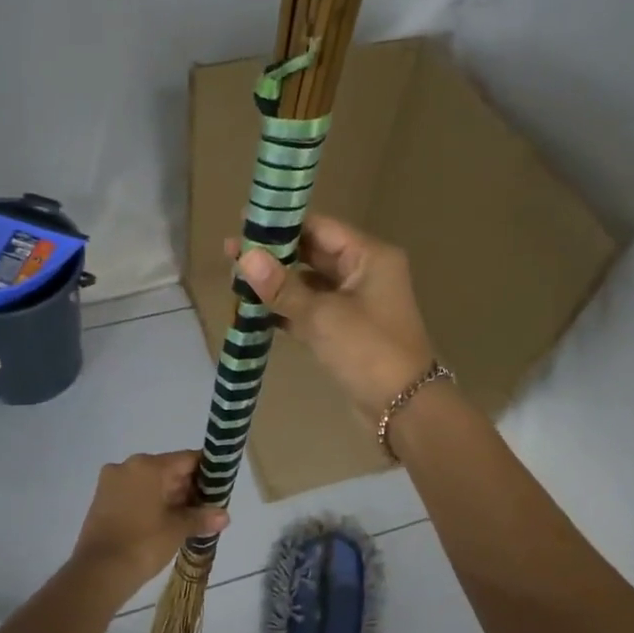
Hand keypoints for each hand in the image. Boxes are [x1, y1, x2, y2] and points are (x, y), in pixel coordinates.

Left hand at [71, 451, 228, 593]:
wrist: (98, 573)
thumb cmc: (143, 544)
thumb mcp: (177, 529)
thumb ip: (202, 517)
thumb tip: (225, 516)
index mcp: (147, 466)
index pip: (187, 459)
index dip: (207, 471)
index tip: (221, 486)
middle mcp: (127, 466)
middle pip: (167, 469)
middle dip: (188, 487)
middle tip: (208, 507)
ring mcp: (111, 483)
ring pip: (150, 483)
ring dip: (170, 497)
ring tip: (191, 517)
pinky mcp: (102, 500)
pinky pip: (134, 494)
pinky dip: (151, 503)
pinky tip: (166, 522)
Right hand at [233, 216, 436, 420]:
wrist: (403, 408)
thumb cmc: (368, 351)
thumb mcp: (322, 316)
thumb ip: (282, 286)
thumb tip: (244, 256)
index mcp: (369, 257)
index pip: (320, 228)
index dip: (281, 225)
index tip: (242, 224)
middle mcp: (364, 273)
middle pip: (313, 254)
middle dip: (274, 255)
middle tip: (230, 254)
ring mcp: (356, 304)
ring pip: (310, 285)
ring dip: (277, 284)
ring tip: (236, 281)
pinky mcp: (346, 332)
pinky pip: (311, 311)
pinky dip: (287, 311)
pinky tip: (254, 311)